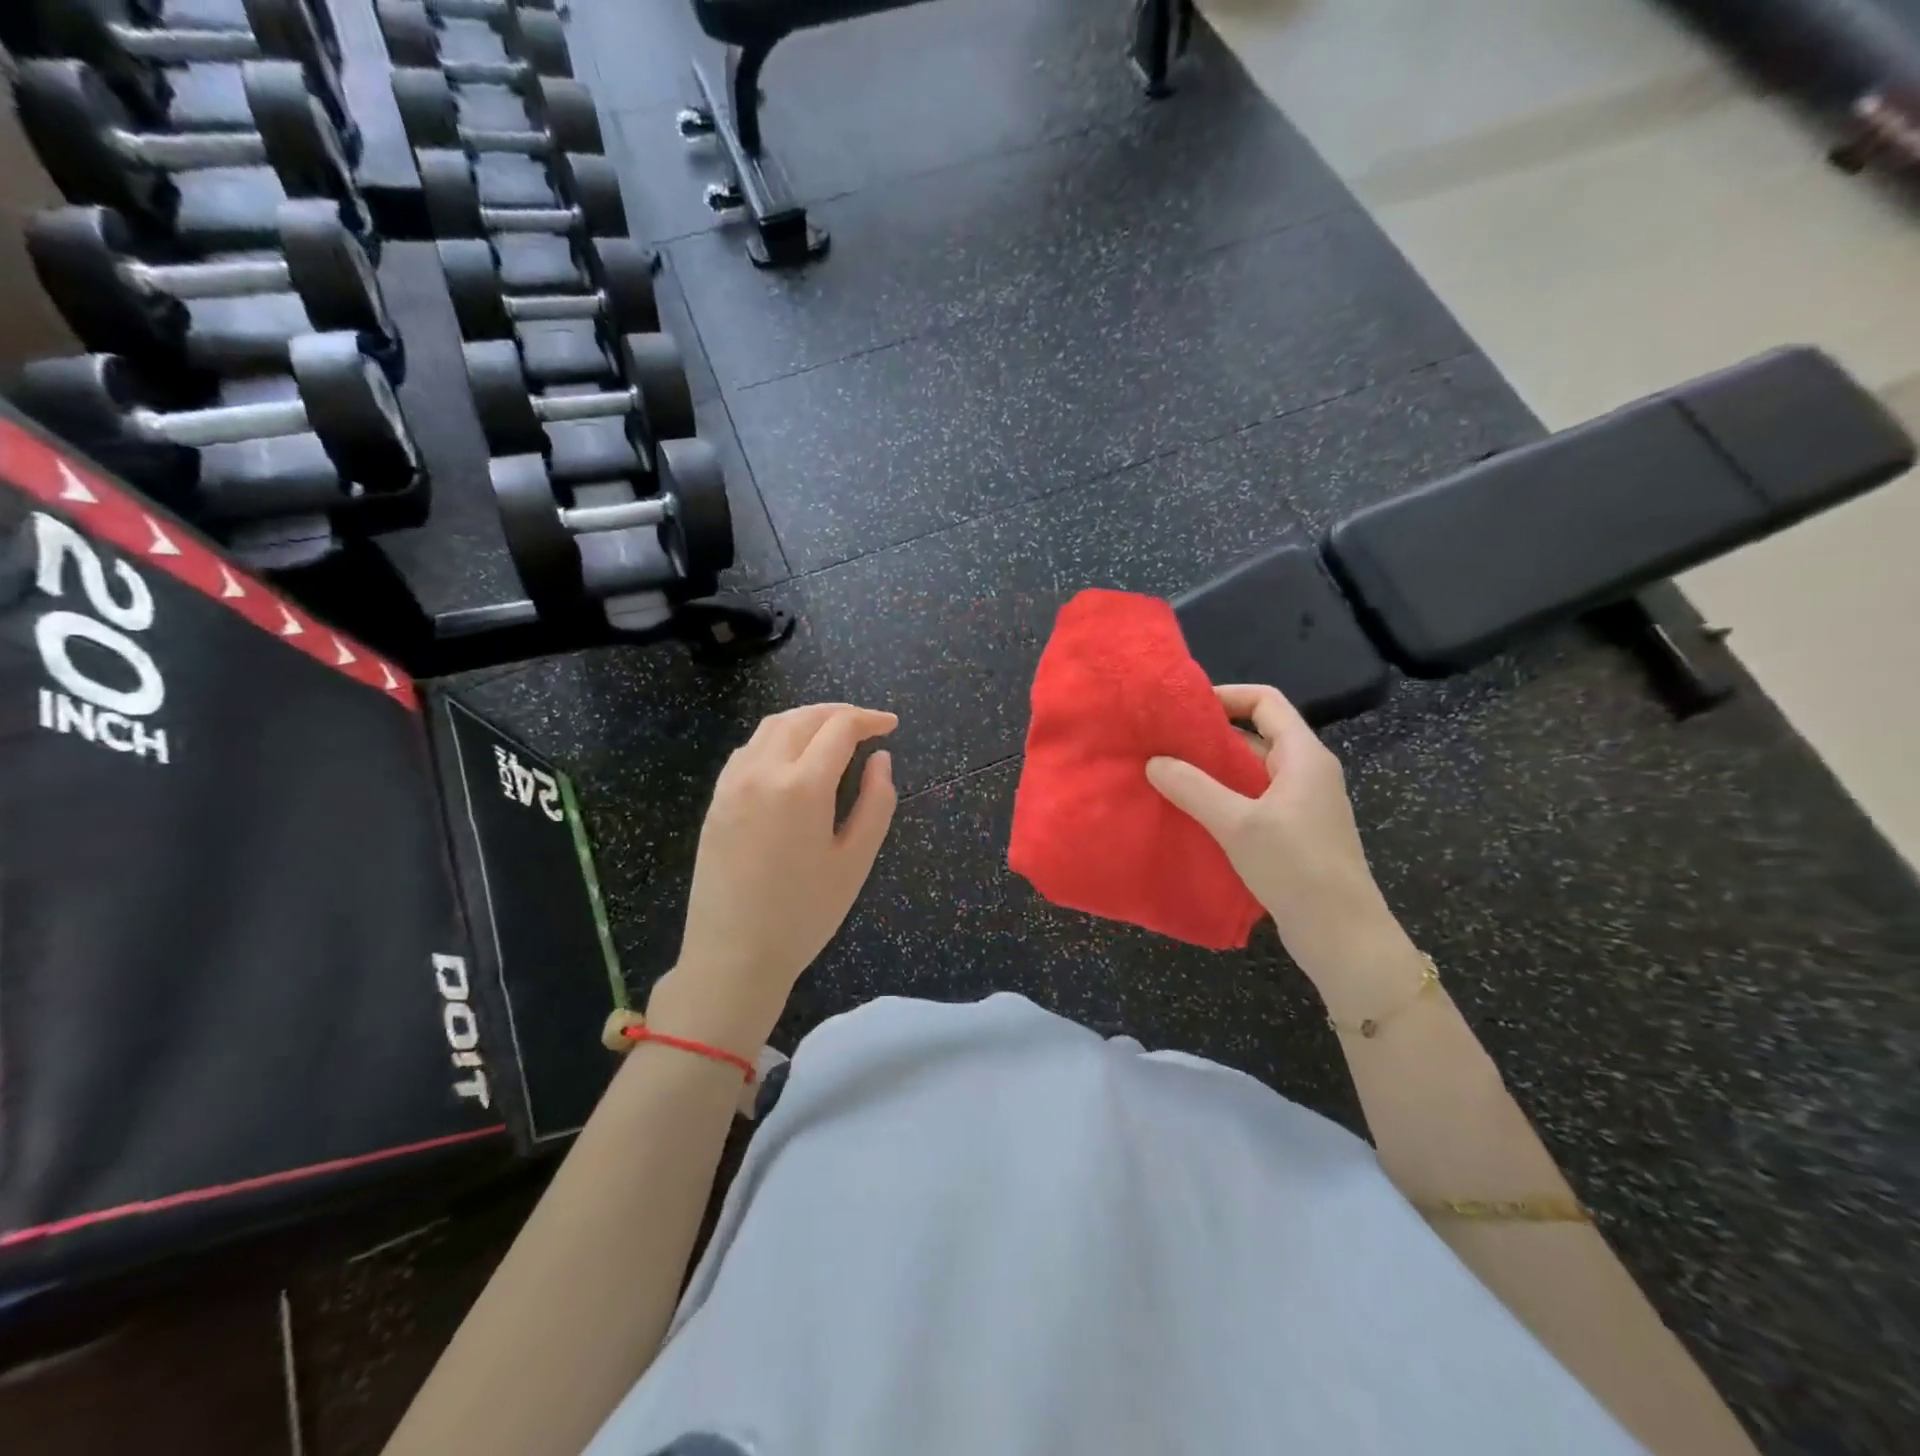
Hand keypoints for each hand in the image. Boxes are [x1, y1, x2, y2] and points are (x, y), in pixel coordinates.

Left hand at [649, 703, 897, 1058]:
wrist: (733, 956)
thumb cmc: (804, 914)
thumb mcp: (855, 862)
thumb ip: (876, 802)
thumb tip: (880, 759)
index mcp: (802, 786)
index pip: (839, 728)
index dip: (869, 719)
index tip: (891, 725)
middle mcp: (762, 771)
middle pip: (803, 718)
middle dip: (839, 713)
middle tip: (867, 725)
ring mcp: (732, 783)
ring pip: (772, 727)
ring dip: (807, 720)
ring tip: (833, 734)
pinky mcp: (716, 799)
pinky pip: (749, 749)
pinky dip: (778, 738)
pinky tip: (793, 758)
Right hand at [1146, 684, 1406, 986]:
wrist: (1342, 934)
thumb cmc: (1296, 868)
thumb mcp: (1238, 824)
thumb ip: (1193, 788)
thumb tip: (1154, 762)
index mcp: (1304, 755)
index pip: (1266, 701)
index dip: (1226, 695)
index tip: (1183, 707)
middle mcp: (1306, 770)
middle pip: (1257, 733)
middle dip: (1211, 734)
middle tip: (1164, 741)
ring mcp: (1302, 802)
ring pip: (1252, 769)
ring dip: (1213, 767)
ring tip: (1168, 772)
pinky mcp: (1294, 830)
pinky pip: (1254, 797)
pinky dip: (1224, 795)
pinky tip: (1192, 809)